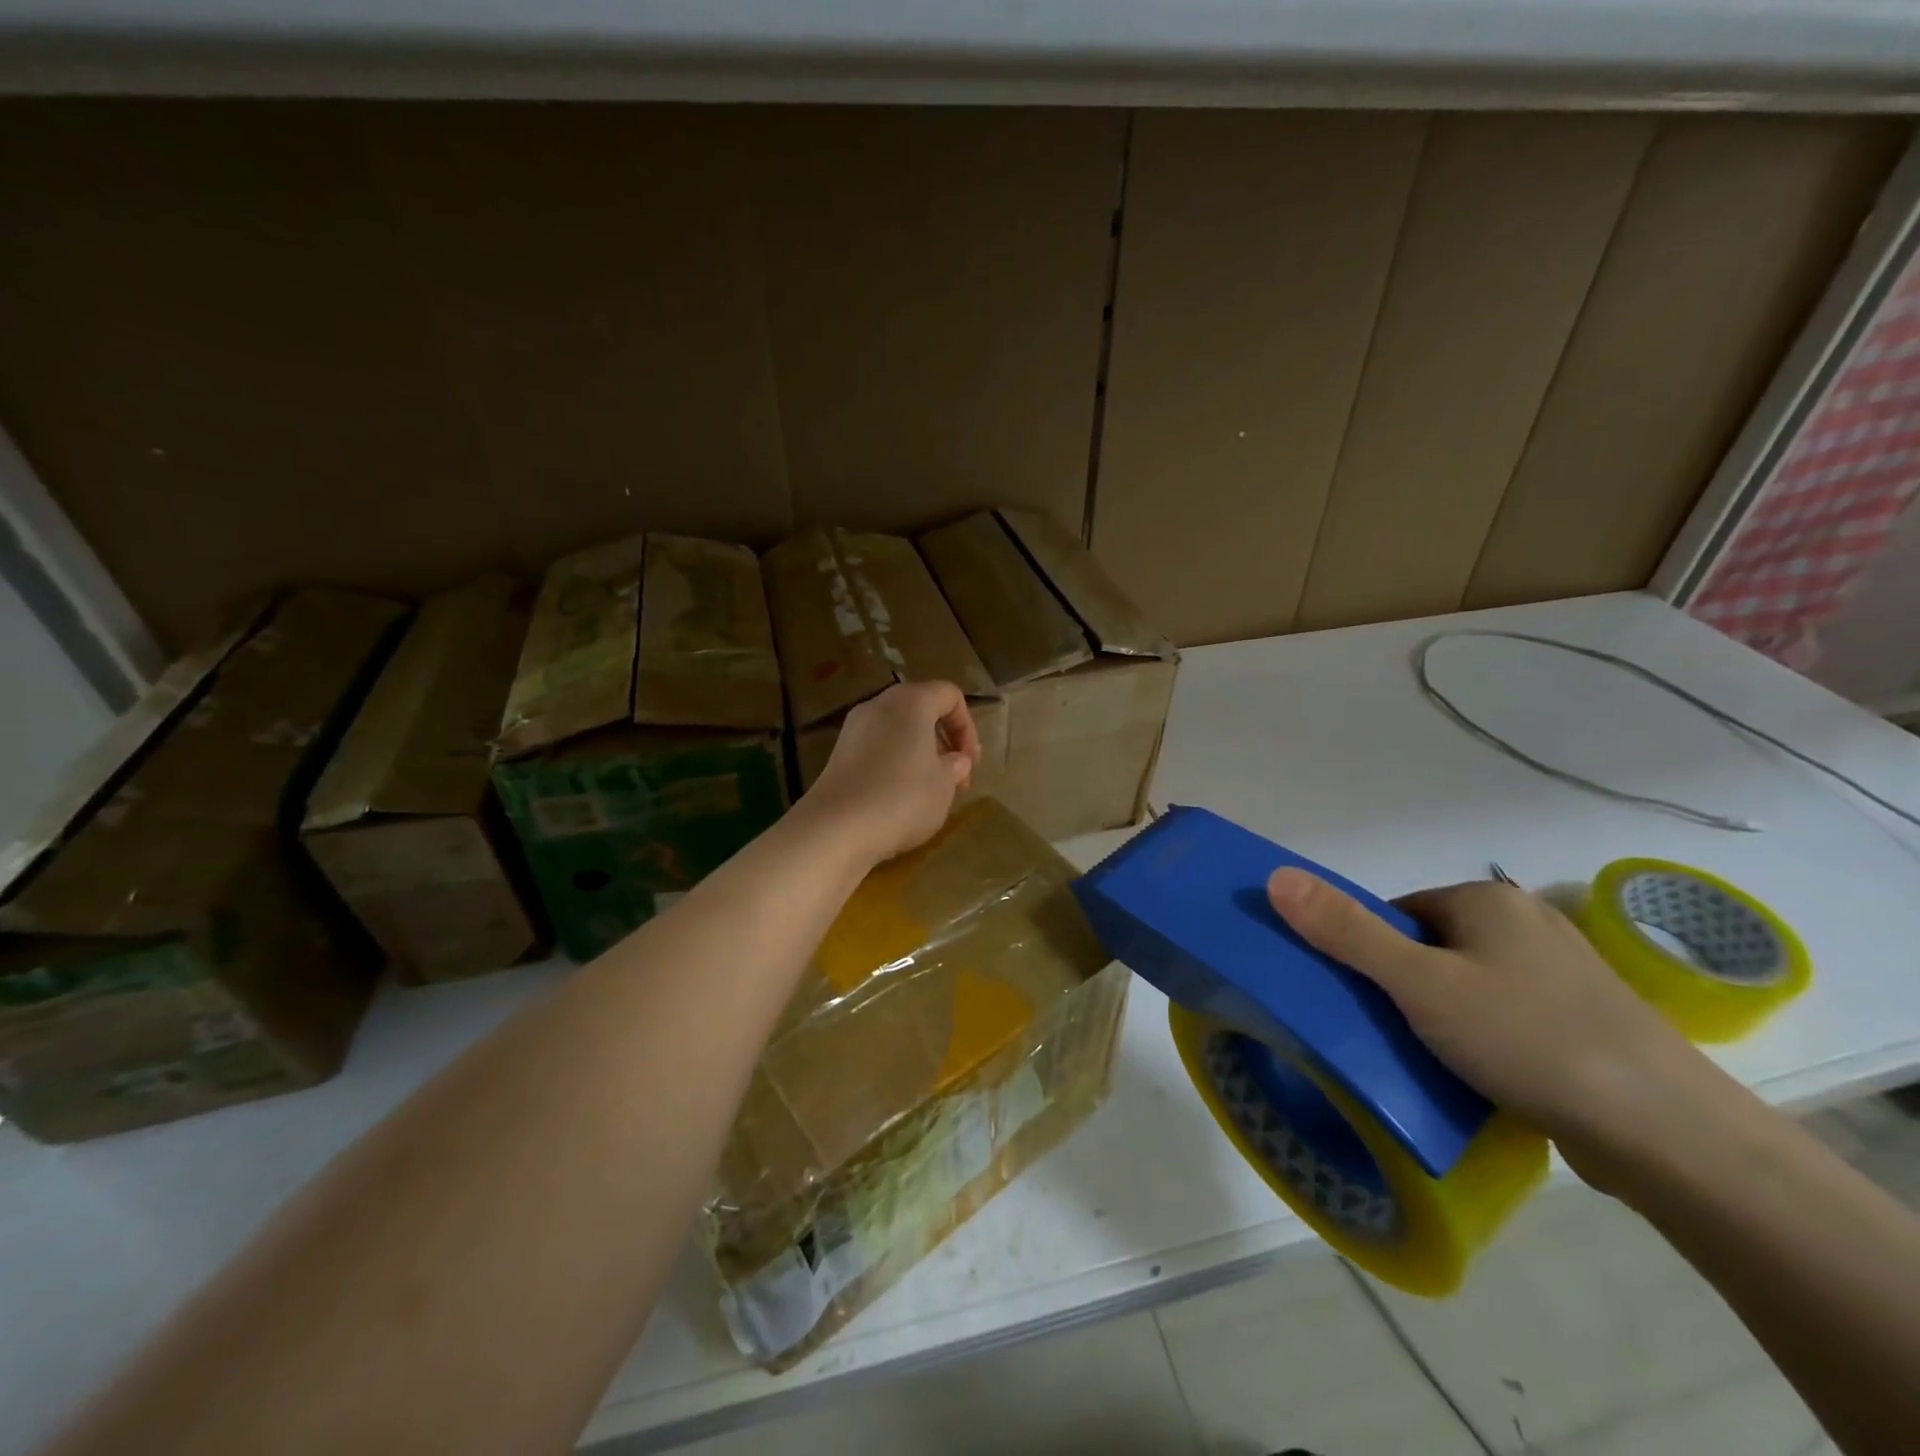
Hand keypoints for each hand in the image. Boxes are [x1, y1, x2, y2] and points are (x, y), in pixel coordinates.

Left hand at [800, 681, 980, 867]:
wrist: (836, 828)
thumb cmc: (902, 798)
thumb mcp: (944, 785)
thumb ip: (955, 767)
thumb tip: (955, 760)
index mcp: (911, 702)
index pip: (949, 695)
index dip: (968, 727)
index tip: (971, 763)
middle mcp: (879, 705)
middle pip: (921, 711)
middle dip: (943, 742)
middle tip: (955, 779)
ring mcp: (853, 729)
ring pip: (898, 732)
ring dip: (919, 756)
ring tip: (930, 793)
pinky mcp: (838, 755)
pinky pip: (876, 750)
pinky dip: (894, 766)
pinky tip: (899, 800)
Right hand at [1265, 870, 1721, 1187]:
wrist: (1672, 1136)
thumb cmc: (1529, 1039)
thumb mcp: (1419, 984)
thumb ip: (1346, 932)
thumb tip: (1277, 875)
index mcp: (1486, 899)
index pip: (1395, 913)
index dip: (1367, 953)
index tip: (1362, 1001)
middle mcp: (1526, 922)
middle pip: (1429, 947)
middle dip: (1404, 987)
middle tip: (1390, 1033)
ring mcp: (1563, 973)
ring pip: (1468, 984)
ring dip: (1442, 1016)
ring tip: (1432, 1060)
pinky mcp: (1586, 1021)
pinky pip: (1507, 1016)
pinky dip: (1485, 1040)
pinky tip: (1484, 1077)